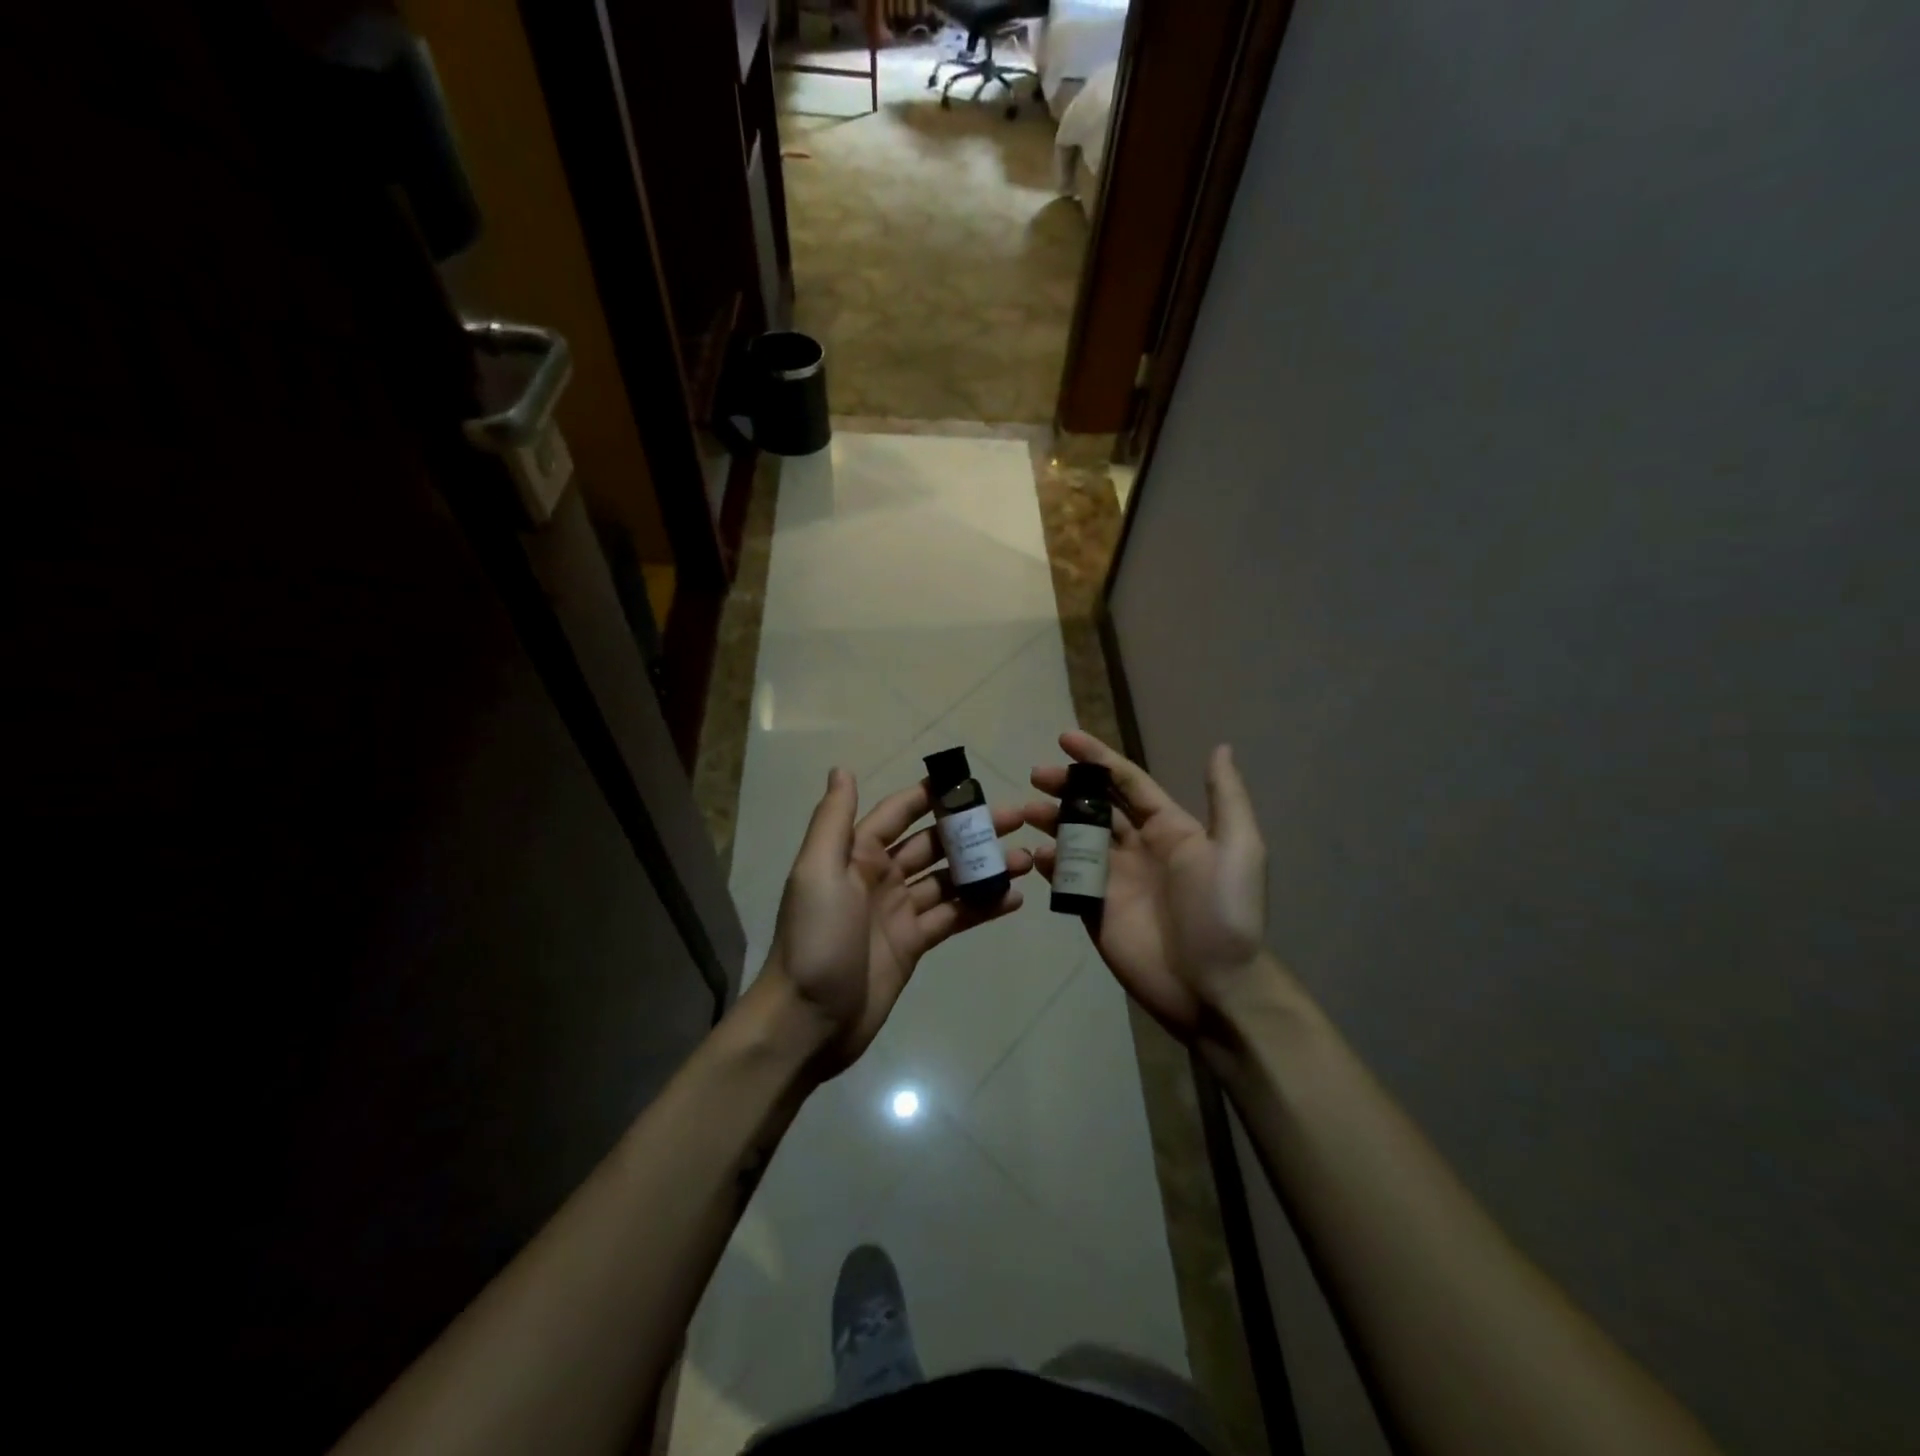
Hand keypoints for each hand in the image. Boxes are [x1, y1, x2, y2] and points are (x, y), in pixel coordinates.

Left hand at [761, 768, 1031, 1074]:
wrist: (808, 1021)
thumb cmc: (816, 938)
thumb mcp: (817, 872)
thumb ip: (833, 820)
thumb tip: (842, 769)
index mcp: (856, 854)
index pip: (899, 813)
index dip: (932, 796)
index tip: (971, 782)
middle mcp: (880, 876)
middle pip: (933, 844)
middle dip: (971, 830)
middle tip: (1017, 819)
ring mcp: (899, 911)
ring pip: (949, 880)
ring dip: (984, 868)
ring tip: (1026, 859)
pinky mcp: (913, 944)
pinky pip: (953, 917)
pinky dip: (982, 907)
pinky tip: (1013, 899)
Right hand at [1025, 731, 1267, 1040]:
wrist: (1213, 986)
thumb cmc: (1224, 911)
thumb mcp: (1238, 848)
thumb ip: (1225, 797)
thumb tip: (1220, 747)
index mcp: (1169, 828)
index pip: (1126, 782)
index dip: (1097, 758)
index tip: (1064, 738)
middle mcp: (1137, 847)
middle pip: (1093, 807)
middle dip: (1065, 787)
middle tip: (1035, 775)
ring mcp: (1113, 880)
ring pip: (1074, 839)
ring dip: (1051, 821)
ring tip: (1025, 811)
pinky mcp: (1094, 910)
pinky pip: (1066, 880)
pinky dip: (1049, 863)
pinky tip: (1036, 854)